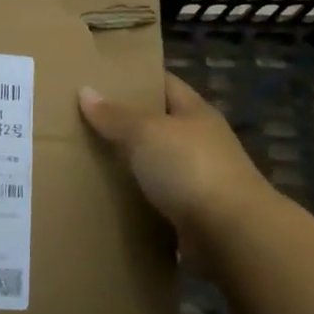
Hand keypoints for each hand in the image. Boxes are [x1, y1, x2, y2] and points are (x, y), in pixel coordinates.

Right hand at [78, 73, 275, 251]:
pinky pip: (155, 199)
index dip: (135, 78)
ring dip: (129, 164)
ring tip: (86, 159)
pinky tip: (107, 198)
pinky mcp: (192, 214)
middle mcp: (199, 141)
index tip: (100, 78)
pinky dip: (135, 199)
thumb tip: (85, 91)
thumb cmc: (190, 168)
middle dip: (124, 123)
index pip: (164, 83)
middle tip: (81, 120)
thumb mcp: (146, 132)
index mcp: (194, 111)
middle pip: (157, 124)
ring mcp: (198, 179)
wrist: (231, 235)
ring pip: (154, 163)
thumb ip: (115, 114)